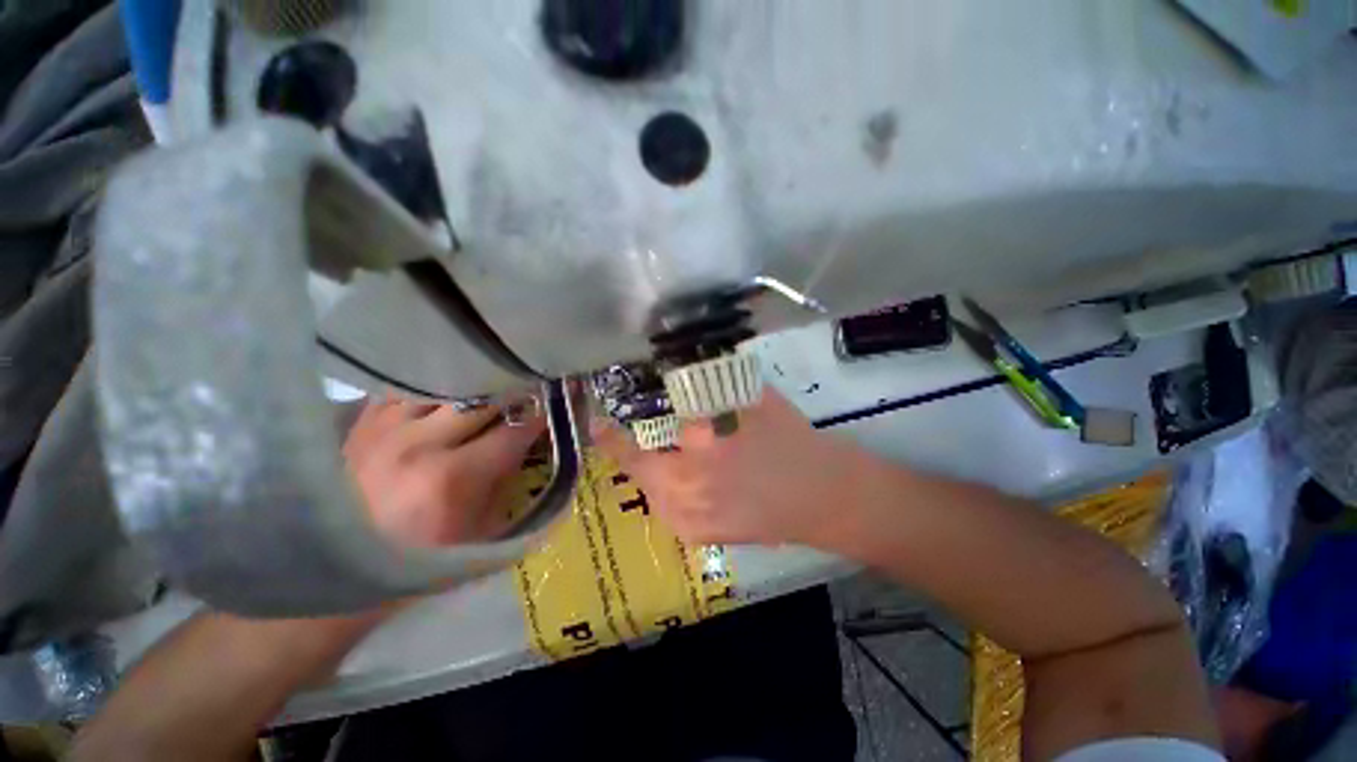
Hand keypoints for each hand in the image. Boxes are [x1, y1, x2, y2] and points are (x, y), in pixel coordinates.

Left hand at [344, 399, 544, 548]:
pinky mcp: (364, 420)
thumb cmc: (417, 557)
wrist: (330, 565)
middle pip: (485, 396)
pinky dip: (437, 386)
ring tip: (492, 387)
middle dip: (517, 392)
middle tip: (531, 392)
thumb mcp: (481, 530)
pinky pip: (412, 386)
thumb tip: (532, 442)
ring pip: (448, 381)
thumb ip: (509, 479)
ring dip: (477, 384)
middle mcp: (420, 443)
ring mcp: (386, 426)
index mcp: (452, 478)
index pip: (515, 429)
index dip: (542, 417)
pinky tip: (448, 393)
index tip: (555, 411)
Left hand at [594, 391, 866, 545]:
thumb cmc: (791, 440)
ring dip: (650, 465)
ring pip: (650, 486)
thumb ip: (715, 382)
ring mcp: (688, 519)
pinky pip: (667, 505)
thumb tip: (685, 367)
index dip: (610, 430)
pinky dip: (666, 486)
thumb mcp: (753, 398)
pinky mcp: (697, 537)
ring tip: (669, 450)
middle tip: (637, 428)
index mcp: (699, 447)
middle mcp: (684, 487)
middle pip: (636, 465)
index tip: (597, 419)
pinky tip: (690, 475)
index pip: (638, 437)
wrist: (822, 498)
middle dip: (630, 446)